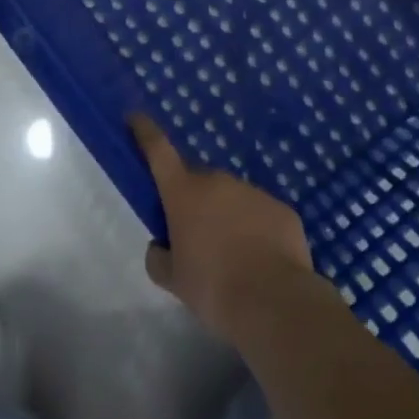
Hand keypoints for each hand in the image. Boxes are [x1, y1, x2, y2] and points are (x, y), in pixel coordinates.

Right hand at [130, 114, 318, 346]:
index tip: (136, 117)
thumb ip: (159, 258)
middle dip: (193, 201)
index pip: (158, 150)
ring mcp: (253, 191)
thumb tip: (161, 246)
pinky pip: (261, 215)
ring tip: (232, 258)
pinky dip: (256, 230)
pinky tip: (260, 261)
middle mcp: (218, 181)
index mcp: (184, 192)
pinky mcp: (282, 209)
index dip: (145, 131)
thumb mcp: (173, 280)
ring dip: (227, 217)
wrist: (274, 302)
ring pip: (232, 198)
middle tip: (195, 236)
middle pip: (198, 181)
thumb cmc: (213, 287)